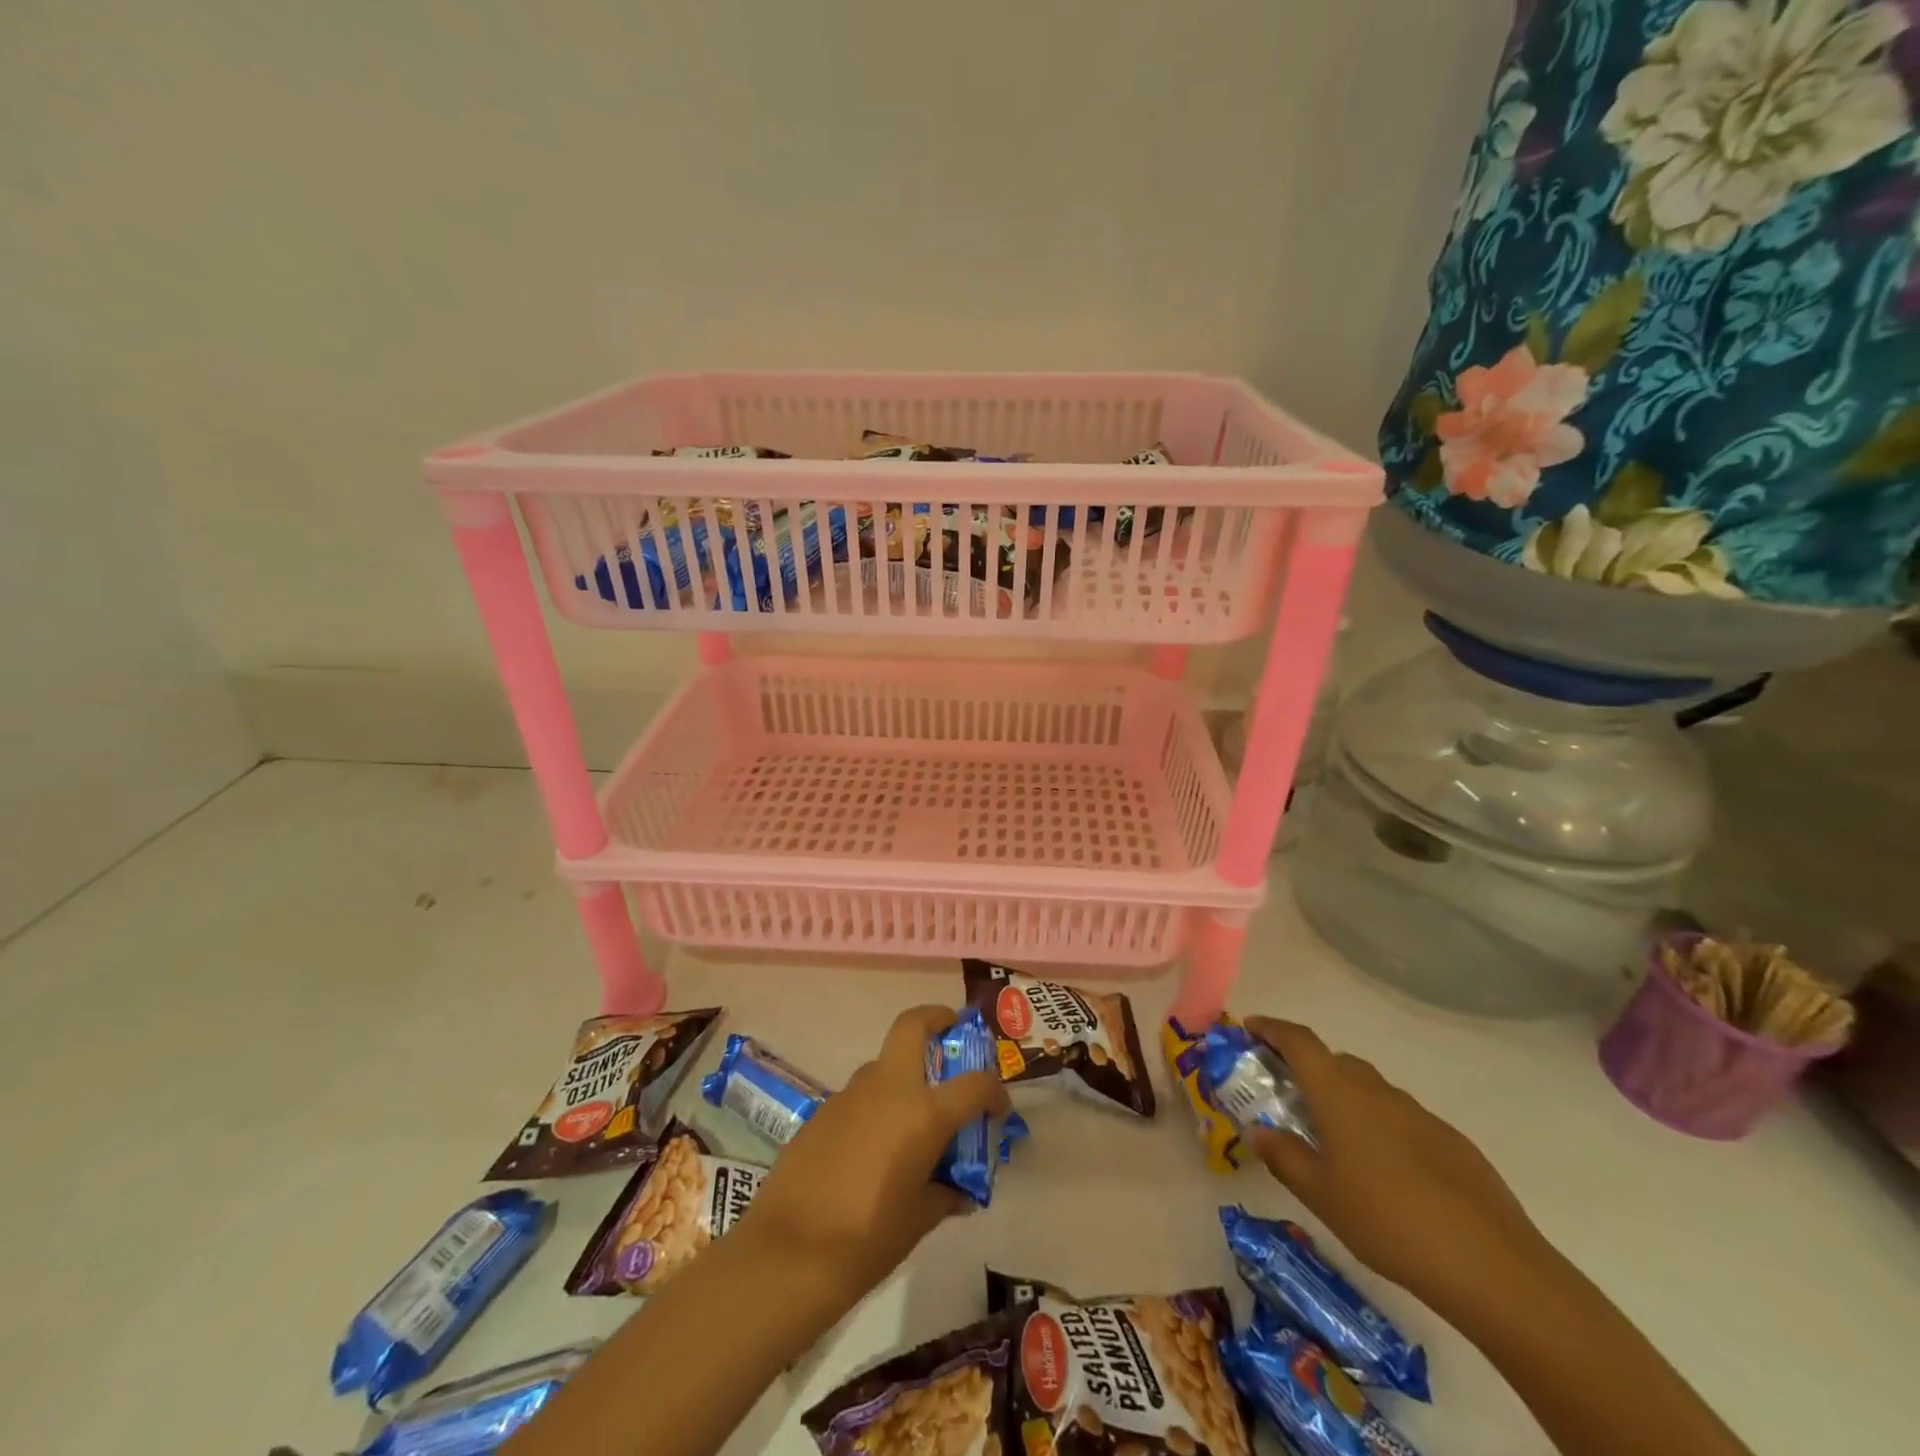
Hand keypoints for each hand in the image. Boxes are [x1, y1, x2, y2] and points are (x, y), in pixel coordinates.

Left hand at [734, 1005, 1009, 1313]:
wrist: (788, 1252)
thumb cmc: (867, 1240)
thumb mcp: (920, 1220)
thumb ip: (945, 1194)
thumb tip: (959, 1190)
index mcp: (923, 1112)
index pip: (975, 1083)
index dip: (994, 1092)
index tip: (998, 1108)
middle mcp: (889, 1088)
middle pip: (913, 1026)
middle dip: (937, 1019)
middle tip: (951, 1034)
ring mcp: (851, 1094)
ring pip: (884, 1064)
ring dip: (904, 1075)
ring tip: (912, 1121)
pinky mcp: (823, 1110)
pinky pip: (860, 1096)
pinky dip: (876, 1107)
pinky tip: (873, 1150)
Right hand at [1243, 1017, 1546, 1311]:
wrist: (1492, 1266)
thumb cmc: (1388, 1222)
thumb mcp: (1320, 1195)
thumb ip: (1284, 1156)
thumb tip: (1259, 1131)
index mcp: (1339, 1094)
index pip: (1299, 1041)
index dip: (1272, 1028)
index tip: (1250, 1028)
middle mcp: (1377, 1091)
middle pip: (1334, 1061)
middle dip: (1306, 1068)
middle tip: (1287, 1098)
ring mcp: (1419, 1114)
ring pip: (1369, 1090)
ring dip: (1344, 1100)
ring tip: (1334, 1143)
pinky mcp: (1451, 1142)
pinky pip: (1401, 1119)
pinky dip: (1380, 1128)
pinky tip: (1386, 1175)